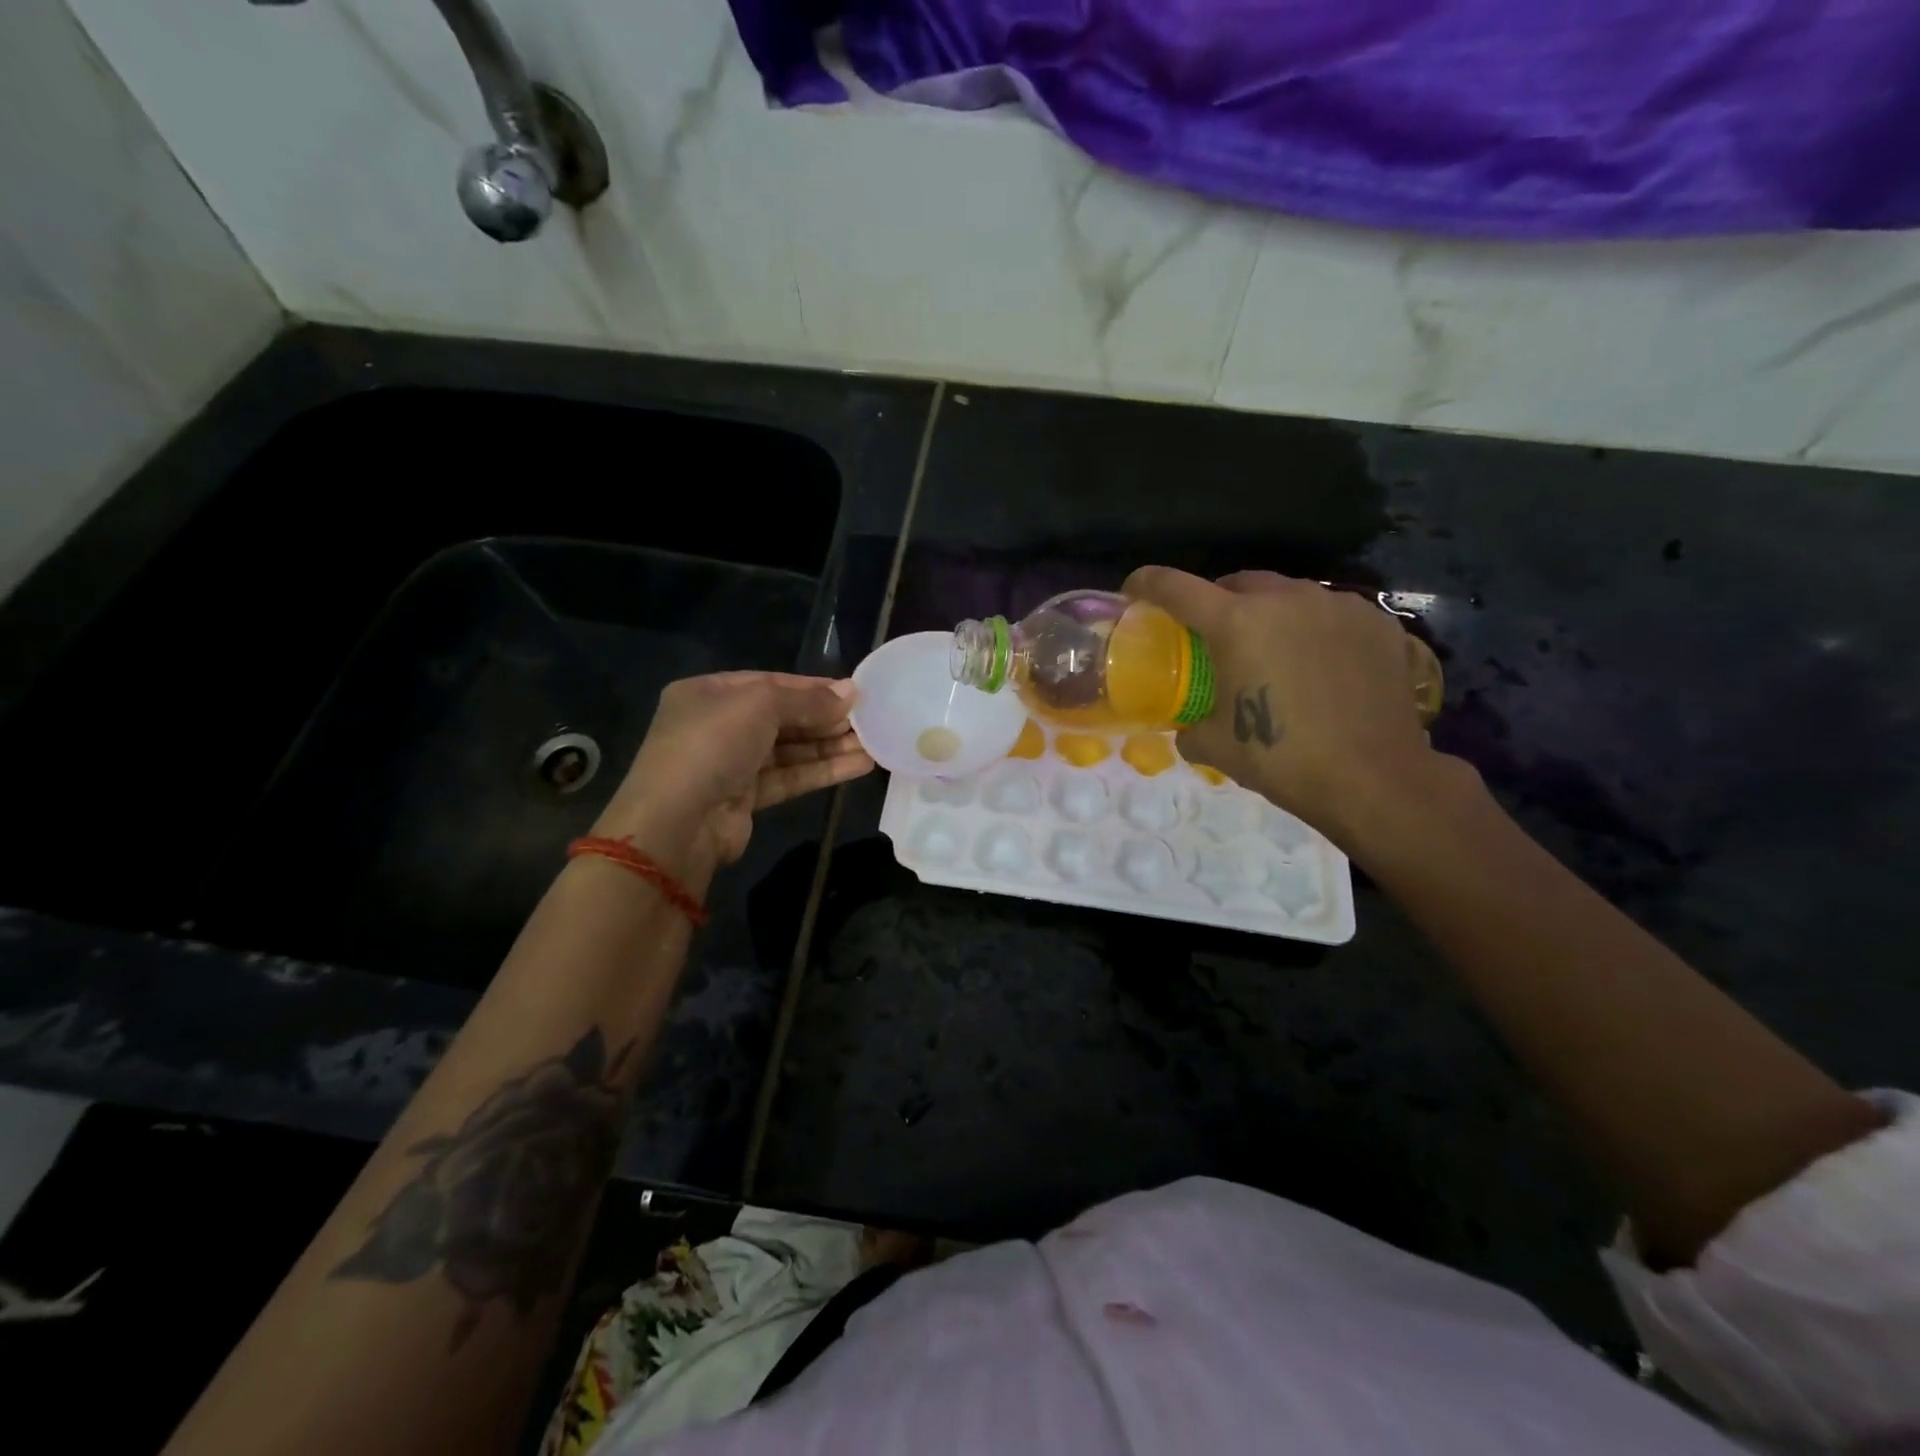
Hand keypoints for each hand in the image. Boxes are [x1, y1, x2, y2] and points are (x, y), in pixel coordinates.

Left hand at [592, 672, 873, 884]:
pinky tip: (859, 765)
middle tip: (870, 719)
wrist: (677, 823)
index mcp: (709, 693)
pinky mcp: (745, 798)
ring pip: (790, 750)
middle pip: (783, 717)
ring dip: (831, 746)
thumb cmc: (712, 746)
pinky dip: (822, 770)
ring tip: (875, 744)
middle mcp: (718, 725)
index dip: (813, 687)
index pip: (770, 683)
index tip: (854, 693)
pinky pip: (790, 777)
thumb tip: (851, 692)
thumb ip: (807, 699)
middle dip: (826, 718)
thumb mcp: (760, 706)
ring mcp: (731, 764)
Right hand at [1123, 567, 1440, 837]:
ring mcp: (1337, 606)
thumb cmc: (1283, 759)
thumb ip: (1191, 728)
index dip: (1147, 583)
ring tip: (1273, 650)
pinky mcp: (1376, 623)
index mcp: (1236, 623)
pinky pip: (1331, 613)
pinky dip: (1314, 629)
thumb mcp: (1216, 746)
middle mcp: (1285, 599)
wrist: (1374, 779)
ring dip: (1269, 613)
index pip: (1176, 587)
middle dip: (1217, 600)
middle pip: (1236, 582)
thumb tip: (1189, 729)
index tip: (1134, 588)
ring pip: (1288, 594)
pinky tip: (1320, 664)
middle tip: (1214, 633)